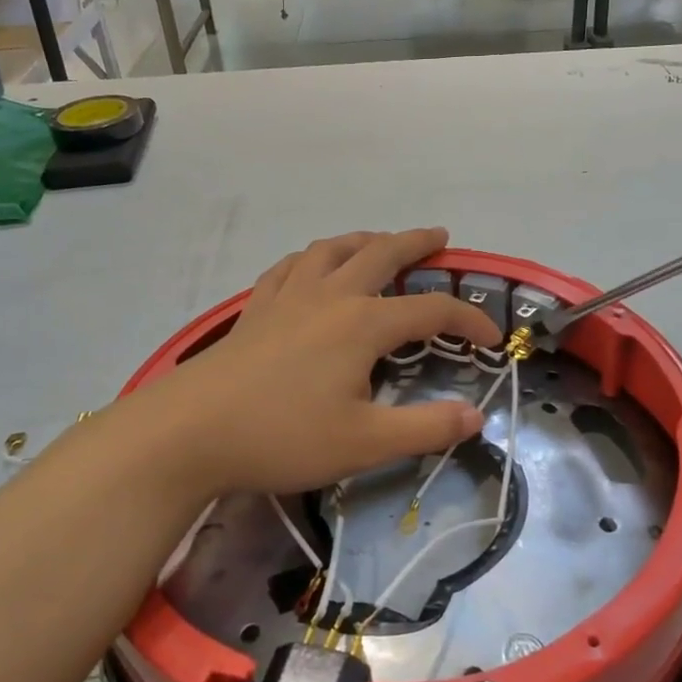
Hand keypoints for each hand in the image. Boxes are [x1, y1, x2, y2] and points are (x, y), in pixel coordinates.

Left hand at [132, 228, 500, 498]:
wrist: (190, 431)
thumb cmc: (283, 436)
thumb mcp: (365, 443)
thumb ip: (426, 428)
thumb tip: (476, 417)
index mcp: (363, 324)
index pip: (431, 311)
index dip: (468, 320)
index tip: (491, 340)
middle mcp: (330, 296)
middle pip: (382, 254)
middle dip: (416, 244)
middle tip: (439, 238)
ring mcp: (288, 297)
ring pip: (333, 250)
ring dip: (364, 240)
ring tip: (379, 242)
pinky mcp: (256, 309)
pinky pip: (291, 267)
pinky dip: (313, 258)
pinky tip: (312, 266)